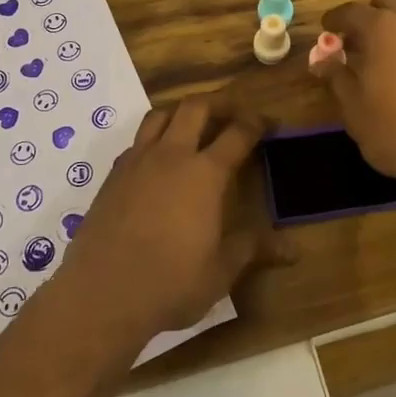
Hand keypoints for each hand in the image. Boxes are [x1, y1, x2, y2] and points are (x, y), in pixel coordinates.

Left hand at [62, 93, 293, 336]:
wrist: (102, 292)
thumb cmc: (171, 282)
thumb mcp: (220, 270)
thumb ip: (253, 249)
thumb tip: (293, 250)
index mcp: (205, 174)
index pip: (237, 134)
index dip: (256, 123)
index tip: (268, 121)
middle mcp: (172, 156)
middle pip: (195, 108)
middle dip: (217, 104)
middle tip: (231, 113)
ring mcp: (137, 162)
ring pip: (160, 116)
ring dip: (180, 112)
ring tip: (191, 126)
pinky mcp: (112, 176)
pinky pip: (136, 142)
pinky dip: (152, 139)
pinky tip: (157, 161)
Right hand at [316, 0, 395, 192]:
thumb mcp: (355, 110)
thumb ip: (337, 78)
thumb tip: (321, 61)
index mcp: (383, 27)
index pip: (351, 12)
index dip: (335, 20)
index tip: (328, 30)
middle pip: (389, 1)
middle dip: (372, 15)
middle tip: (362, 42)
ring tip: (395, 51)